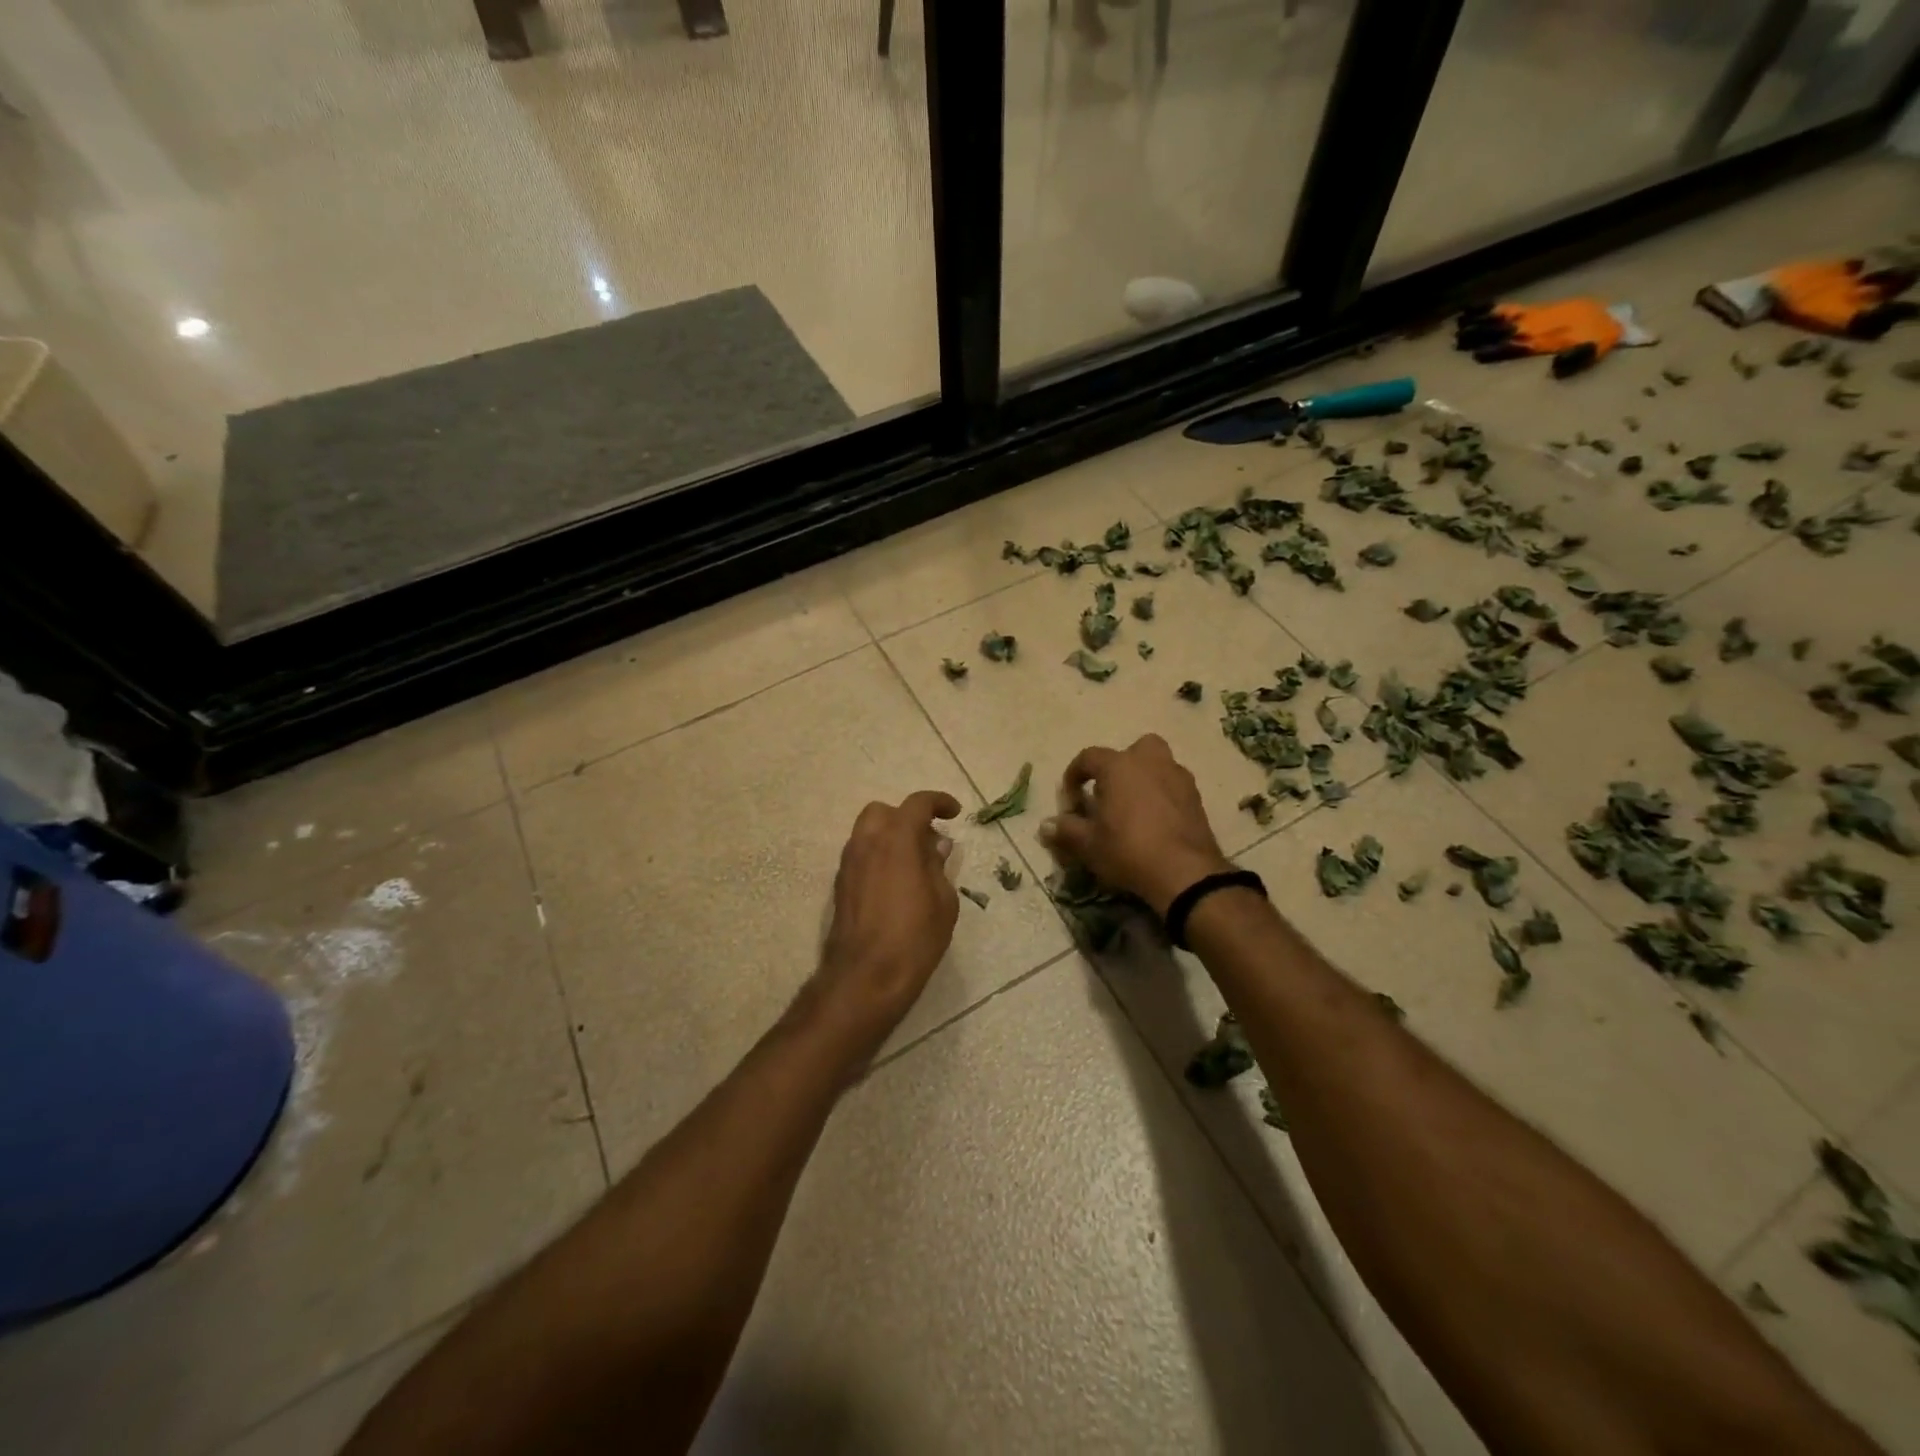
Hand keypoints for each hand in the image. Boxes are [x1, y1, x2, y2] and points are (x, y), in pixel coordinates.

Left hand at [809, 790, 962, 1057]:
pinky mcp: (840, 885)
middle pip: (883, 812)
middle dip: (906, 817)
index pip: (917, 804)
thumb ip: (938, 866)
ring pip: (868, 832)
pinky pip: (861, 854)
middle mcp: (867, 843)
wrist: (865, 977)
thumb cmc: (914, 938)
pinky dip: (878, 855)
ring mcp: (849, 863)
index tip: (954, 813)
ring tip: (915, 863)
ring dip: (891, 837)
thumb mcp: (943, 901)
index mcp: (897, 840)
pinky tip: (896, 882)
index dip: (938, 801)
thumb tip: (936, 845)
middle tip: (929, 839)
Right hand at [1040, 735, 1231, 916]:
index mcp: (1119, 766)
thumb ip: (1066, 830)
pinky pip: (1173, 787)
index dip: (1074, 775)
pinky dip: (1163, 797)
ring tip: (1134, 810)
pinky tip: (1156, 823)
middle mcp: (1150, 762)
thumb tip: (1045, 826)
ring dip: (1144, 780)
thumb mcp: (1089, 844)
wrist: (1185, 873)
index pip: (1089, 757)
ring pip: (1158, 766)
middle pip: (1133, 750)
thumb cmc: (1128, 850)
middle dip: (1120, 766)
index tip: (1070, 800)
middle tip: (1110, 794)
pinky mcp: (1197, 799)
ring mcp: (1178, 778)